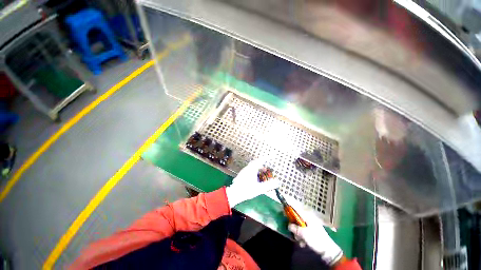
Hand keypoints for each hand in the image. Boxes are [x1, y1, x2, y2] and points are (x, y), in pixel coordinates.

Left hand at [225, 159, 278, 206]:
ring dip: (258, 167)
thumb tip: (277, 182)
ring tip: (262, 172)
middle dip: (262, 163)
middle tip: (266, 166)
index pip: (260, 161)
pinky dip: (254, 170)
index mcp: (252, 169)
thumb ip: (269, 185)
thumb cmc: (247, 190)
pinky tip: (255, 177)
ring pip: (252, 166)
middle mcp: (247, 168)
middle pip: (255, 162)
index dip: (266, 158)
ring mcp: (244, 171)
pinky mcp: (241, 174)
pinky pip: (249, 169)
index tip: (270, 156)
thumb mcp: (260, 188)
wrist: (234, 193)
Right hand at [288, 205, 342, 265]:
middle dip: (294, 226)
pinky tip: (303, 243)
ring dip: (298, 233)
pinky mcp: (311, 230)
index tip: (283, 207)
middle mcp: (309, 218)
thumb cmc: (316, 239)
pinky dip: (302, 236)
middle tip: (293, 232)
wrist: (328, 250)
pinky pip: (303, 230)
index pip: (296, 208)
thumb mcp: (304, 234)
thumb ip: (295, 228)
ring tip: (300, 241)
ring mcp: (310, 224)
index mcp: (307, 216)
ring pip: (299, 225)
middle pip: (296, 218)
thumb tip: (289, 225)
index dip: (289, 207)